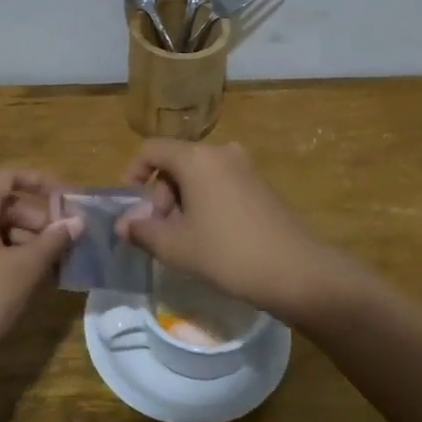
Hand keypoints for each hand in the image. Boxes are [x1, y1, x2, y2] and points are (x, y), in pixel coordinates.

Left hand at [0, 168, 81, 380]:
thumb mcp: (25, 267)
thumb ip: (54, 240)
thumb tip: (78, 221)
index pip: (8, 176)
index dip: (40, 181)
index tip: (66, 198)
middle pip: (4, 204)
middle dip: (37, 218)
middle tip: (63, 241)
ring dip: (26, 239)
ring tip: (52, 263)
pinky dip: (9, 253)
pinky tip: (29, 276)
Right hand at [116, 140, 364, 324]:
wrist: (298, 272)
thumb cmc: (227, 253)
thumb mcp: (176, 246)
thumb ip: (142, 231)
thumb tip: (123, 224)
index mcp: (196, 158)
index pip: (152, 149)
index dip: (133, 172)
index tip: (131, 205)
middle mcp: (221, 153)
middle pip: (176, 162)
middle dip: (161, 195)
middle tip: (160, 232)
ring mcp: (246, 168)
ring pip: (199, 175)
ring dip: (183, 202)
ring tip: (185, 240)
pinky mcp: (262, 186)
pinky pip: (222, 185)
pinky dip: (207, 204)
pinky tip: (212, 238)